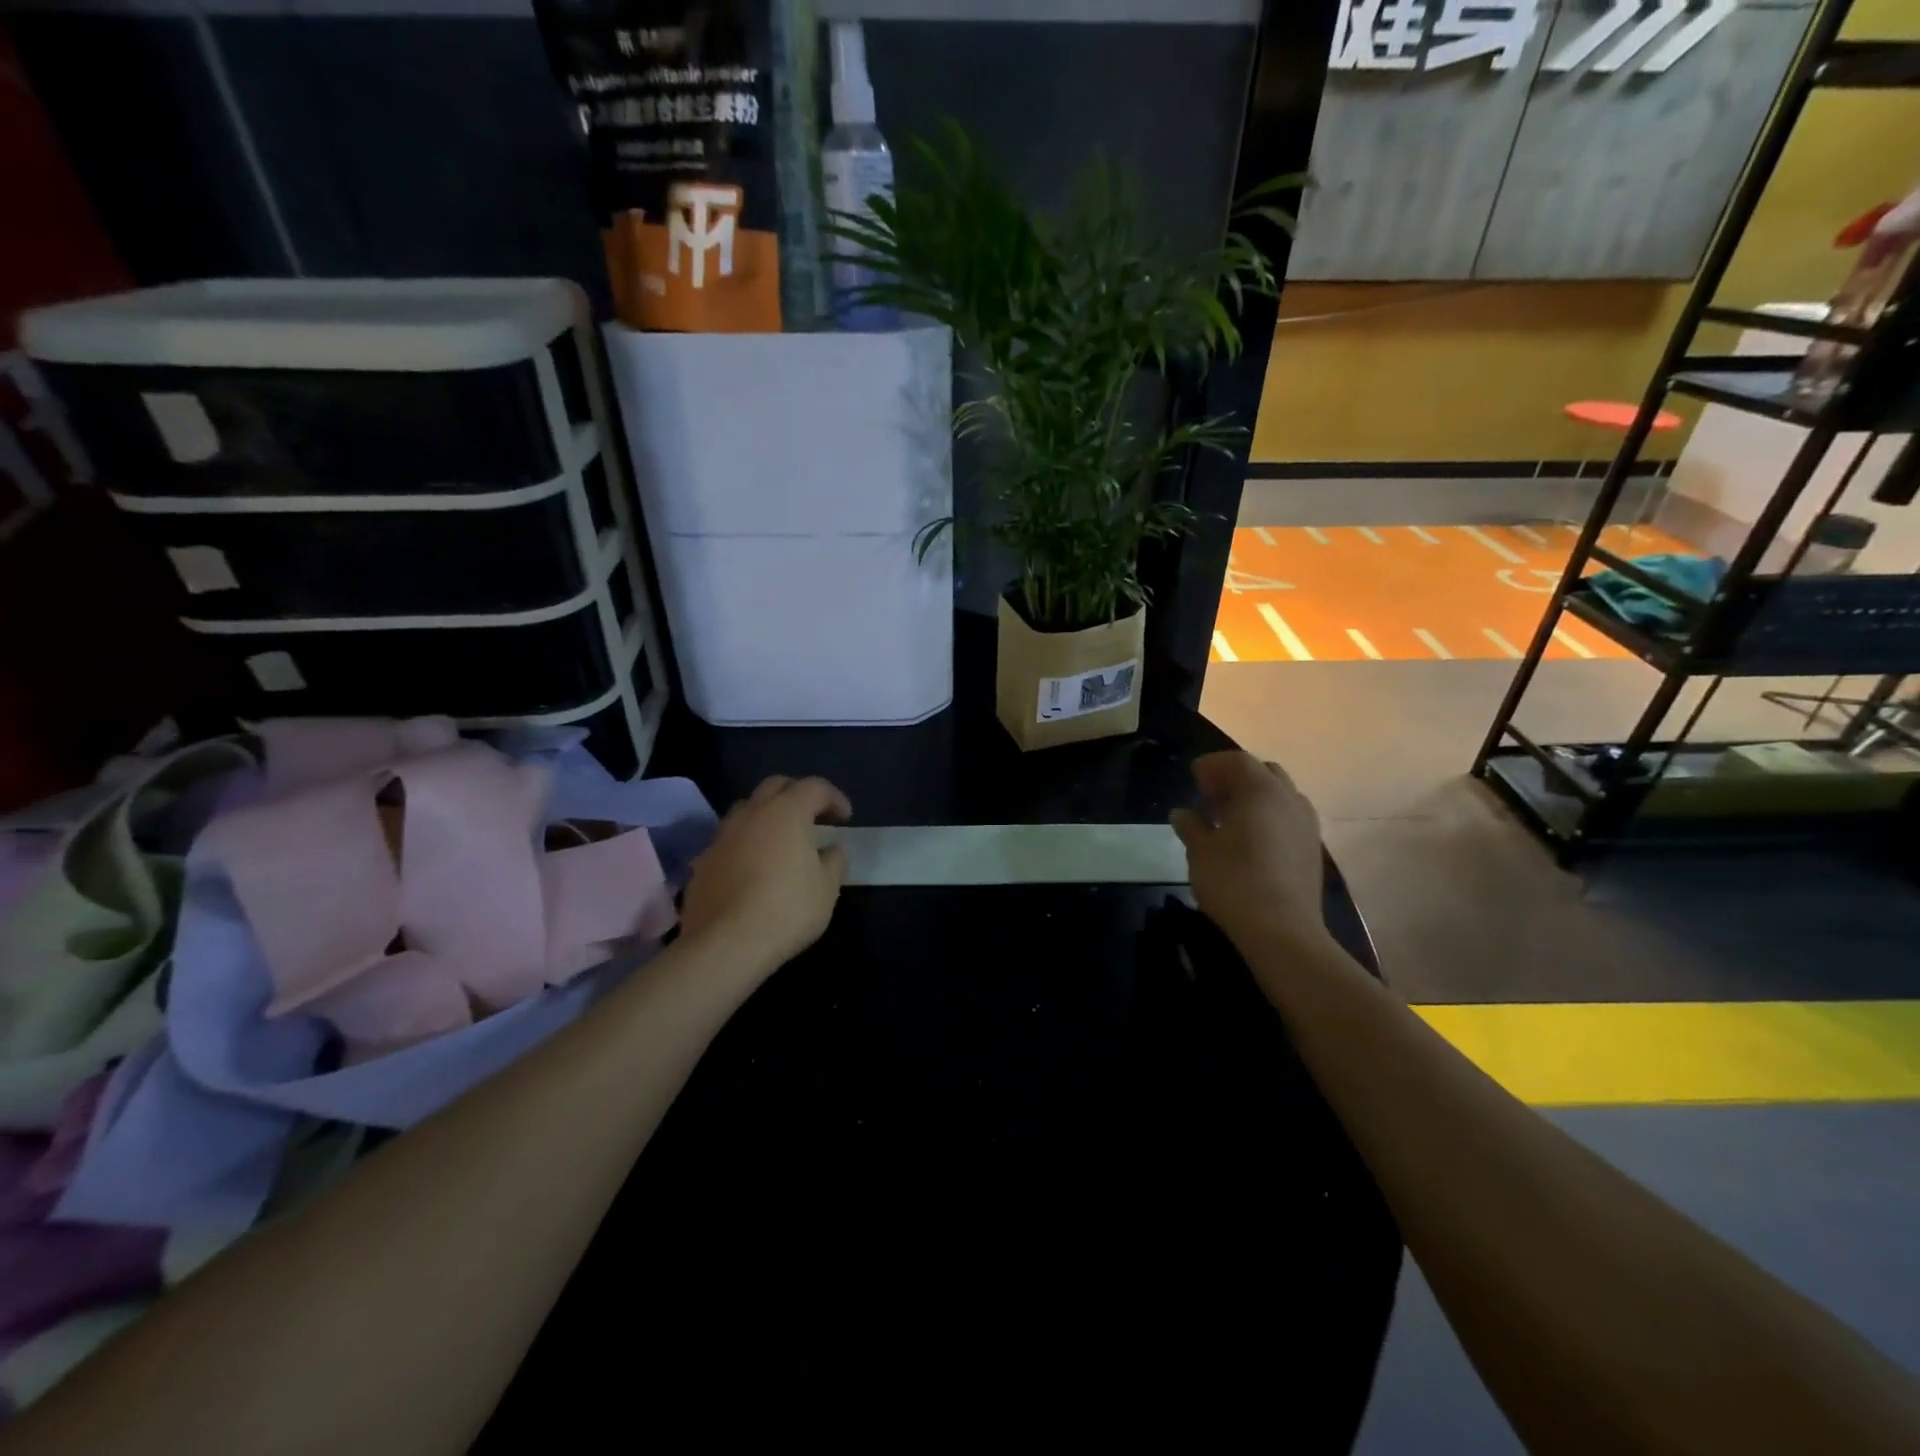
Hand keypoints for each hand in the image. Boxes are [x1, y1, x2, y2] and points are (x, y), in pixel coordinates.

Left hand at [679, 776, 851, 979]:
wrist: (725, 944)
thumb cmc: (787, 910)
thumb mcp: (827, 888)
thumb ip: (833, 861)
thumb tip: (831, 849)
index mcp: (787, 811)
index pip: (815, 787)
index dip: (834, 798)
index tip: (845, 818)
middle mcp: (752, 813)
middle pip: (776, 786)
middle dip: (797, 795)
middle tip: (813, 817)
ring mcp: (722, 836)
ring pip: (747, 809)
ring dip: (767, 816)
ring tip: (780, 840)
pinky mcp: (703, 861)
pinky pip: (729, 840)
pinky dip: (746, 843)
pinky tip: (754, 868)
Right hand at [1171, 753, 1330, 954]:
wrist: (1282, 931)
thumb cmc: (1233, 882)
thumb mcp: (1200, 851)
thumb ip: (1191, 826)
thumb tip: (1182, 813)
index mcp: (1261, 791)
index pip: (1237, 761)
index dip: (1213, 765)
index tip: (1193, 778)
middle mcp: (1290, 799)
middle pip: (1264, 772)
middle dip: (1236, 778)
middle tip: (1211, 796)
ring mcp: (1307, 824)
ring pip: (1280, 795)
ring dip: (1255, 798)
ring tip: (1229, 819)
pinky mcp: (1313, 848)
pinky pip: (1289, 818)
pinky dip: (1269, 818)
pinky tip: (1250, 841)